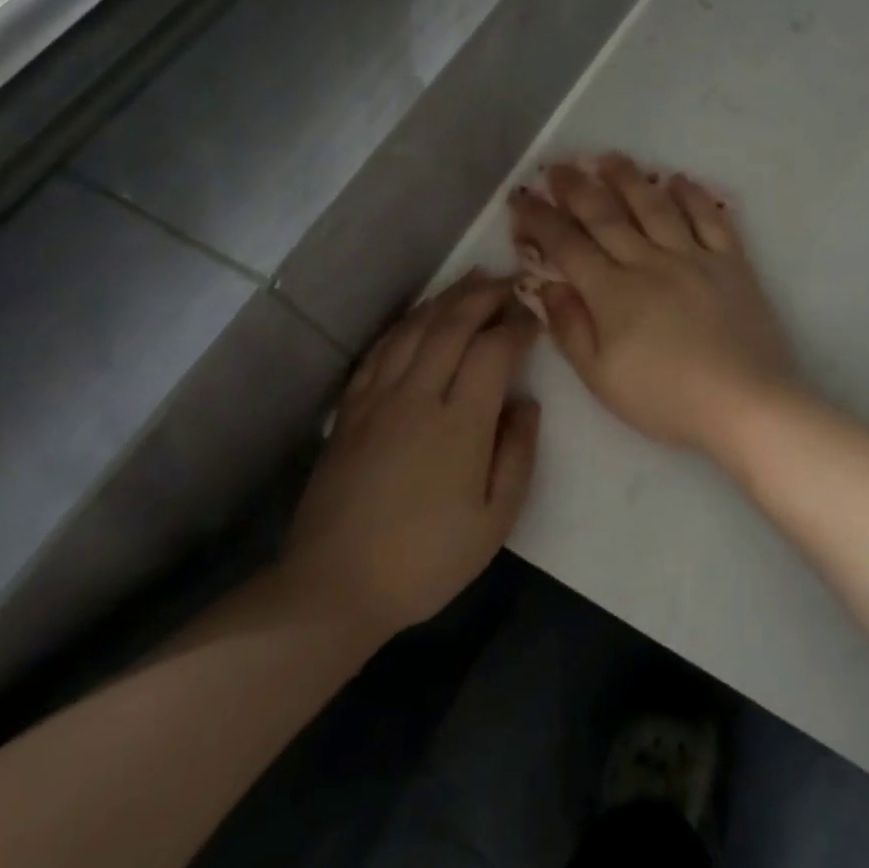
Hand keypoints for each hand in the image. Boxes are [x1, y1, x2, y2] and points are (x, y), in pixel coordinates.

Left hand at [280, 273, 539, 644]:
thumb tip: (526, 403)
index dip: (518, 325)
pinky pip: (380, 350)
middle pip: (453, 324)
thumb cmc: (425, 560)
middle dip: (485, 295)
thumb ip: (518, 455)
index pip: (493, 350)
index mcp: (459, 424)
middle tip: (510, 280)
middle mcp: (417, 397)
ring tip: (471, 279)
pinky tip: (420, 316)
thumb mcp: (494, 522)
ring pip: (414, 329)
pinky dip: (406, 323)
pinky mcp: (350, 410)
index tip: (536, 315)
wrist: (332, 588)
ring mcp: (378, 400)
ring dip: (446, 298)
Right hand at [507, 154, 797, 453]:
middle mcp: (650, 262)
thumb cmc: (667, 399)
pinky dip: (693, 195)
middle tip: (558, 166)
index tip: (521, 198)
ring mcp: (694, 257)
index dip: (541, 220)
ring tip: (610, 157)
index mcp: (614, 293)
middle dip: (577, 188)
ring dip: (629, 179)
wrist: (745, 402)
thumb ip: (571, 329)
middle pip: (607, 216)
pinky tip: (678, 180)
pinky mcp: (731, 262)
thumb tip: (549, 286)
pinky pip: (710, 218)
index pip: (568, 245)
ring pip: (655, 206)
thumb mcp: (602, 379)